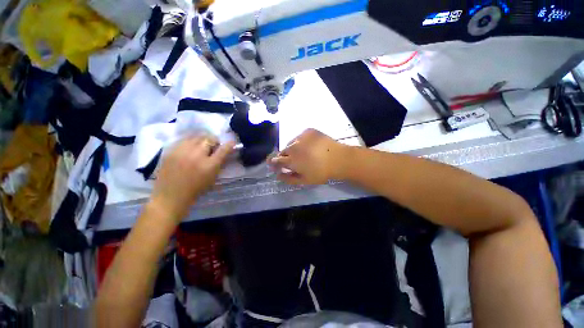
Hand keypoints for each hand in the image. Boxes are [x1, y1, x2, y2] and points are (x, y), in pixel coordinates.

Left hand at [150, 136, 234, 221]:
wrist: (170, 196)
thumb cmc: (196, 190)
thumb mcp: (213, 178)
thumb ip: (219, 164)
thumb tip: (224, 152)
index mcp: (209, 165)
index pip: (224, 149)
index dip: (230, 144)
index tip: (232, 143)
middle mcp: (197, 155)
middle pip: (209, 139)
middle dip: (214, 141)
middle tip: (213, 146)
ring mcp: (182, 151)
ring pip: (196, 136)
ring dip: (202, 139)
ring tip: (201, 145)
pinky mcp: (170, 151)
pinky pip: (184, 139)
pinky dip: (190, 141)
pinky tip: (190, 147)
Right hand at [270, 129, 348, 184]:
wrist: (339, 159)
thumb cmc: (321, 172)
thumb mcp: (304, 180)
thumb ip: (288, 178)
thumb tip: (278, 175)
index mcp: (291, 160)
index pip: (275, 160)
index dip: (273, 163)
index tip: (273, 165)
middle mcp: (293, 147)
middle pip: (282, 151)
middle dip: (284, 156)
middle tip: (292, 160)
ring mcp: (300, 137)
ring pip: (291, 143)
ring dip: (292, 148)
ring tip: (302, 152)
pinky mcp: (308, 131)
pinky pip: (299, 136)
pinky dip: (301, 141)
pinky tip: (309, 145)